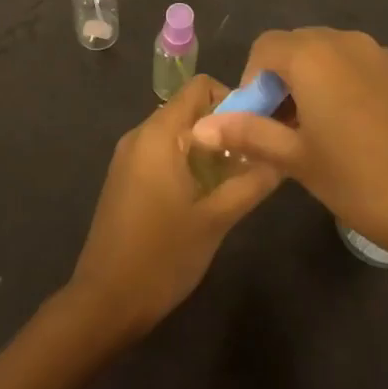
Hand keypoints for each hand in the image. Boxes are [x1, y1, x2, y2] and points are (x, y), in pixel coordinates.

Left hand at [65, 75, 281, 341]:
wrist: (105, 301)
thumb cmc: (162, 256)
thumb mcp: (216, 220)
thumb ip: (251, 183)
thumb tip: (282, 158)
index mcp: (159, 134)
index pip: (199, 87)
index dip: (232, 99)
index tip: (256, 129)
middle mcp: (140, 134)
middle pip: (188, 109)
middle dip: (223, 127)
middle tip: (252, 159)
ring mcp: (128, 157)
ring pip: (176, 133)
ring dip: (207, 147)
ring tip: (234, 179)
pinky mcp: (124, 178)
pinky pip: (161, 152)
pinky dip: (186, 161)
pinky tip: (204, 196)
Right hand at [190, 29, 387, 276]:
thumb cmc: (364, 182)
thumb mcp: (298, 161)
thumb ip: (248, 134)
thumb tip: (200, 127)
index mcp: (314, 55)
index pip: (265, 47)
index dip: (252, 82)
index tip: (257, 123)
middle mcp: (349, 43)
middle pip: (300, 47)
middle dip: (283, 81)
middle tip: (285, 132)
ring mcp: (386, 57)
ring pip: (334, 58)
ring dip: (317, 85)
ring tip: (323, 137)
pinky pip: (366, 71)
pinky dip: (350, 91)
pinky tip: (364, 138)